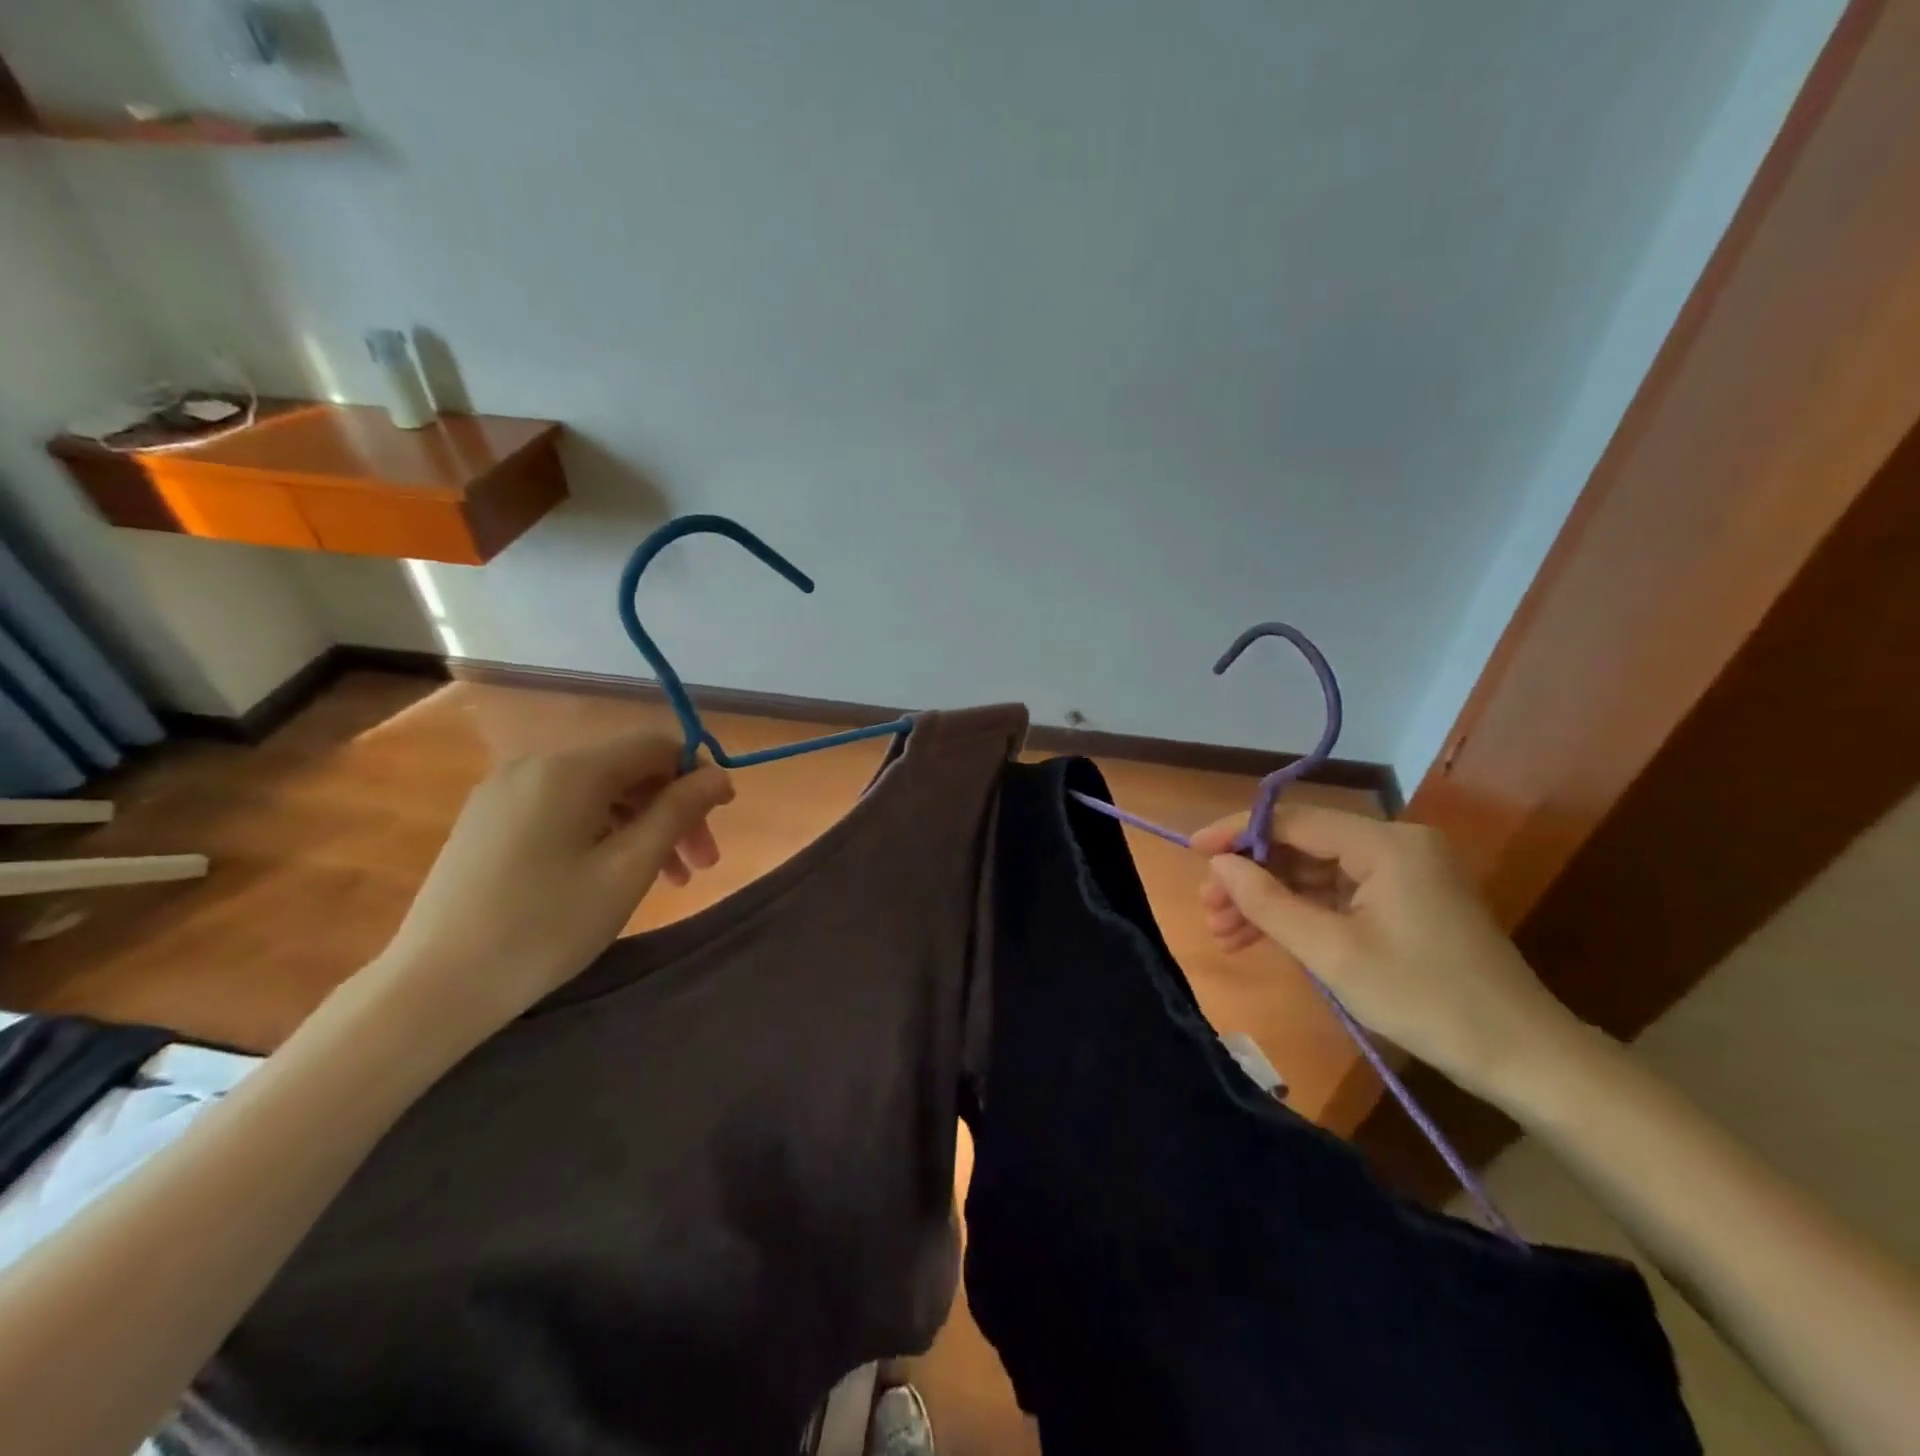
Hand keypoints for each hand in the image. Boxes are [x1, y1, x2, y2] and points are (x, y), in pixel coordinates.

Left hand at [357, 732, 733, 1055]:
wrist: (433, 987)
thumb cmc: (545, 927)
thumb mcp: (627, 869)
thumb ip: (677, 813)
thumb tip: (718, 776)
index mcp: (570, 770)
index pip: (654, 746)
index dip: (697, 774)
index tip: (722, 818)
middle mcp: (535, 766)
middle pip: (627, 771)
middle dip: (672, 811)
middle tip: (700, 867)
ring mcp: (505, 793)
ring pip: (597, 794)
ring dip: (641, 827)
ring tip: (667, 881)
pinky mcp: (488, 822)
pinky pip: (564, 810)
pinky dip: (602, 833)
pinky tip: (612, 874)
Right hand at [1193, 806, 1579, 1100]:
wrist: (1522, 1057)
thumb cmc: (1423, 998)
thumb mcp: (1332, 952)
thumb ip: (1268, 901)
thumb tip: (1219, 864)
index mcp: (1385, 843)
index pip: (1293, 820)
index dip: (1236, 833)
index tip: (1192, 852)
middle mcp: (1395, 844)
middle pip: (1302, 847)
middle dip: (1251, 878)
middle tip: (1209, 911)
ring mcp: (1404, 873)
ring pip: (1316, 873)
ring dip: (1270, 900)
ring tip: (1225, 933)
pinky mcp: (1407, 901)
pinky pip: (1339, 895)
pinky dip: (1302, 914)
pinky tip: (1263, 937)